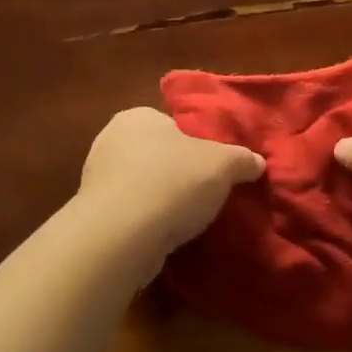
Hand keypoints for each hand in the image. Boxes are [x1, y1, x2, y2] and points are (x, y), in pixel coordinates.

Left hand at [77, 108, 265, 263]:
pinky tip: (165, 235)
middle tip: (205, 193)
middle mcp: (110, 140)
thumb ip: (242, 159)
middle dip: (178, 172)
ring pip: (142, 185)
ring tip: (188, 219)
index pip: (172, 125)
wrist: (122, 235)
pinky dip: (146, 221)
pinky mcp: (94, 214)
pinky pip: (130, 212)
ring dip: (161, 199)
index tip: (213, 167)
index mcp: (137, 117)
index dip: (195, 145)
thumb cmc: (173, 182)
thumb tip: (257, 162)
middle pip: (157, 155)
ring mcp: (97, 179)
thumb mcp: (223, 165)